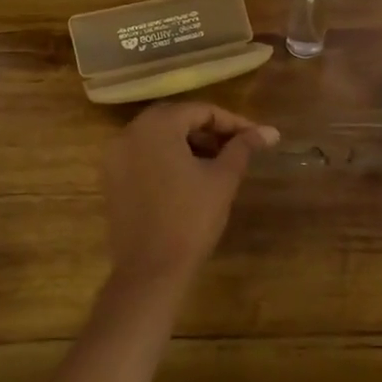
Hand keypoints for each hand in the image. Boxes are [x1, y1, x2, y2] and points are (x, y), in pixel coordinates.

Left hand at [101, 101, 279, 291]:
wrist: (151, 270)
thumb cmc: (190, 219)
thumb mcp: (222, 179)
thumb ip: (243, 148)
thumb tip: (270, 131)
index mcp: (156, 126)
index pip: (200, 111)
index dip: (232, 122)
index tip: (257, 137)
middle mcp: (129, 133)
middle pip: (176, 119)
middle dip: (209, 130)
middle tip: (238, 147)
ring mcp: (115, 156)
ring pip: (158, 138)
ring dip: (188, 143)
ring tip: (218, 162)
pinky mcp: (111, 179)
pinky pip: (143, 156)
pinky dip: (167, 158)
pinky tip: (190, 177)